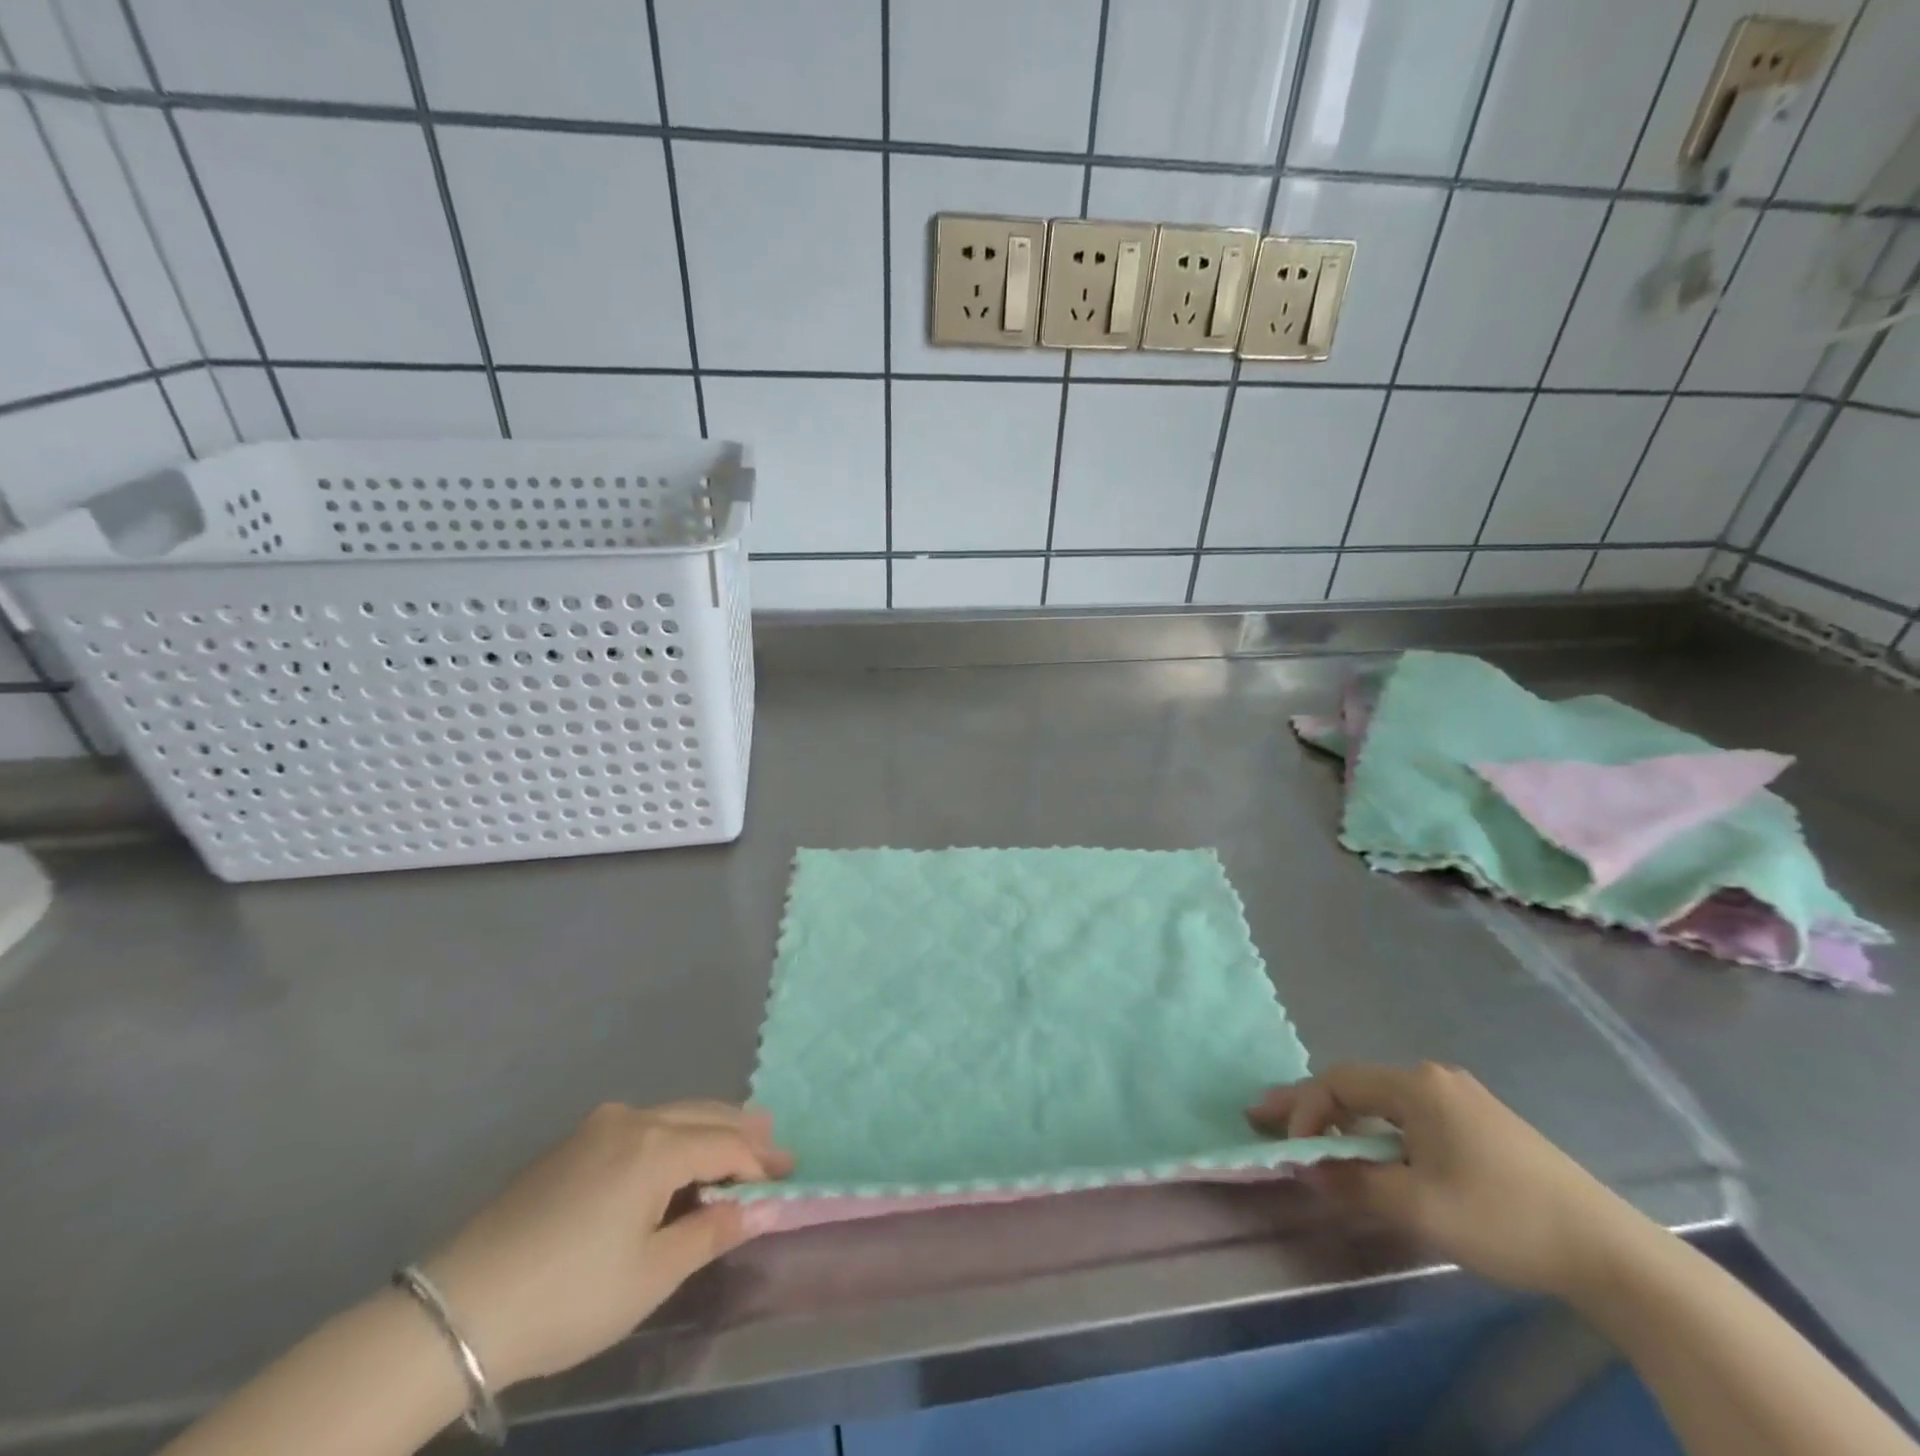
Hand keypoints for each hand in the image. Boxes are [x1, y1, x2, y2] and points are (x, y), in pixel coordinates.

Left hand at [420, 1101, 791, 1388]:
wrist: (457, 1312)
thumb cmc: (569, 1297)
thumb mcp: (652, 1274)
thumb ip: (713, 1231)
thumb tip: (762, 1207)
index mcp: (654, 1147)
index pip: (725, 1145)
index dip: (759, 1163)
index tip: (789, 1178)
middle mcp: (630, 1119)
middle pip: (702, 1115)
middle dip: (742, 1131)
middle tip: (776, 1145)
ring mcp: (596, 1126)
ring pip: (671, 1115)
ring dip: (708, 1128)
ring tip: (738, 1140)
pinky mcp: (570, 1144)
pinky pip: (640, 1125)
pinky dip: (673, 1134)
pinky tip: (677, 1155)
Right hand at [1248, 1062, 1654, 1297]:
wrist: (1612, 1252)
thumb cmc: (1504, 1218)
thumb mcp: (1418, 1208)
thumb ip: (1352, 1184)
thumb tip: (1304, 1169)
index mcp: (1417, 1086)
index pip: (1338, 1084)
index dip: (1304, 1111)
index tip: (1287, 1149)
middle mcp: (1434, 1080)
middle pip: (1355, 1086)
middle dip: (1308, 1106)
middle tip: (1260, 1116)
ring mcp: (1461, 1101)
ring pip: (1381, 1103)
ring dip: (1341, 1120)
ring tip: (1309, 1138)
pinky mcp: (1482, 1126)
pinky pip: (1409, 1118)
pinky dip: (1375, 1131)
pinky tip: (1370, 1152)